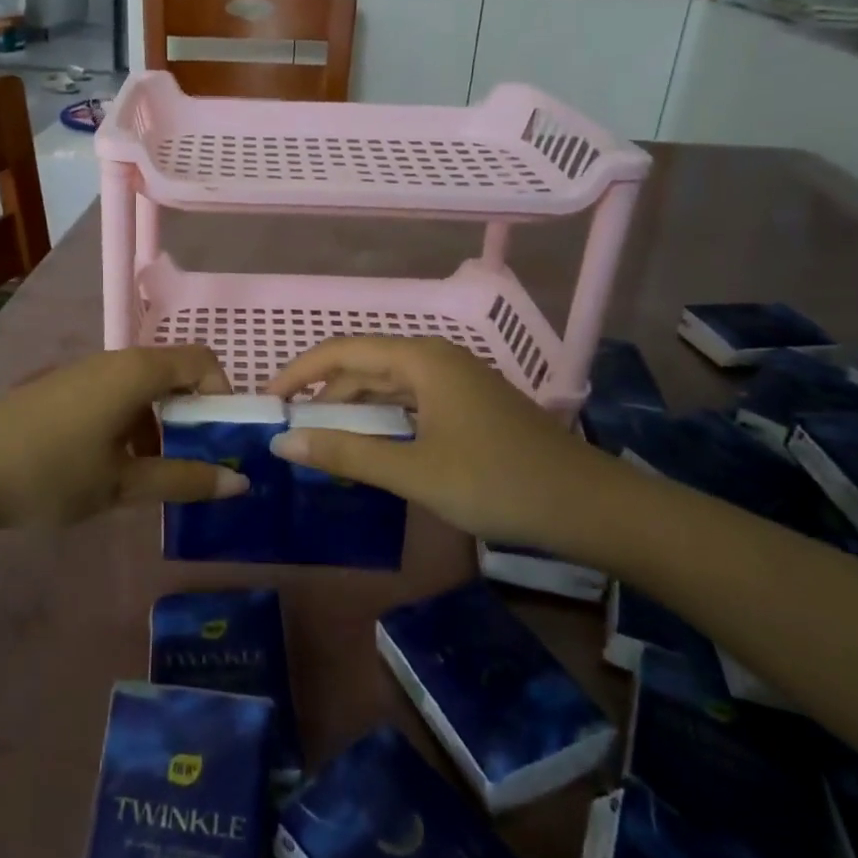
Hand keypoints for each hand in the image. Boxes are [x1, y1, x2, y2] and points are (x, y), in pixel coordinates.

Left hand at [0, 346, 246, 533]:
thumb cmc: (53, 473)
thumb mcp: (123, 484)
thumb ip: (183, 480)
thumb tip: (239, 483)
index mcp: (138, 372)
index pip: (202, 361)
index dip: (223, 394)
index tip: (222, 439)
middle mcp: (115, 360)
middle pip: (173, 372)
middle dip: (193, 413)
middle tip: (196, 461)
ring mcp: (85, 371)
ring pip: (143, 386)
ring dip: (161, 422)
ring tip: (154, 473)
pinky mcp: (63, 387)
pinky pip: (115, 394)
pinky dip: (131, 421)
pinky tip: (113, 465)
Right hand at [268, 336, 610, 550]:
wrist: (590, 507)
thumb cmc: (498, 482)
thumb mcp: (414, 471)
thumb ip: (346, 454)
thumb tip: (282, 443)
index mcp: (421, 359)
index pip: (341, 351)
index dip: (299, 372)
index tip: (267, 401)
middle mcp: (435, 358)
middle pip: (363, 365)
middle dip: (322, 394)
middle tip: (288, 429)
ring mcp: (455, 381)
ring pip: (386, 385)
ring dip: (351, 409)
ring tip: (319, 442)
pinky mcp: (467, 405)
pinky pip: (409, 401)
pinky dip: (380, 420)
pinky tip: (368, 446)